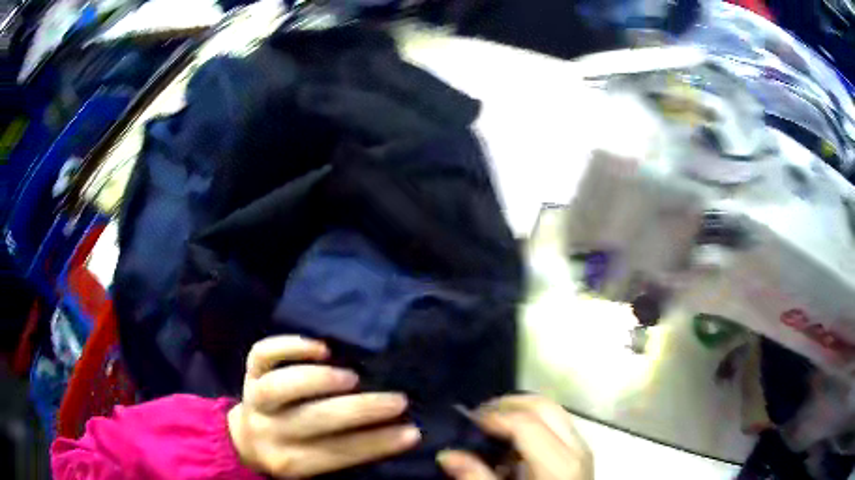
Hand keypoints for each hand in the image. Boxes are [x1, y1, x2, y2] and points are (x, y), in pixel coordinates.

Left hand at [227, 336, 420, 477]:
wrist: (245, 440)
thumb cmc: (291, 453)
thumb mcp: (314, 463)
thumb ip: (345, 449)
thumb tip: (396, 429)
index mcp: (290, 461)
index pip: (338, 453)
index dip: (377, 443)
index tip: (413, 432)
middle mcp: (269, 431)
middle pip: (312, 420)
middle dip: (360, 410)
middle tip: (398, 400)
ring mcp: (254, 398)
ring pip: (279, 387)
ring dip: (319, 380)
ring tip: (352, 377)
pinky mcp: (248, 372)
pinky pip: (261, 355)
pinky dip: (289, 346)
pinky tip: (321, 347)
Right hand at [437, 395, 592, 479]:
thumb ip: (477, 478)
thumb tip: (447, 455)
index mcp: (558, 463)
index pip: (526, 422)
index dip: (494, 416)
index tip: (467, 420)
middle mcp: (576, 447)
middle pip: (544, 406)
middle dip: (508, 404)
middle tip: (478, 415)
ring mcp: (582, 447)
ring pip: (553, 410)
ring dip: (521, 410)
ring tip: (493, 424)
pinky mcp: (581, 452)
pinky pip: (558, 423)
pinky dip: (533, 421)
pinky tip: (514, 441)